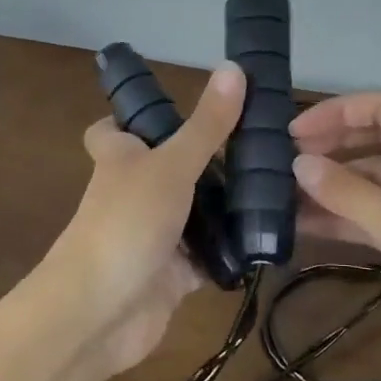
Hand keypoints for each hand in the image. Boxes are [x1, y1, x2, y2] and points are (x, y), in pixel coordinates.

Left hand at [47, 61, 245, 374]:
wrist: (99, 315)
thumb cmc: (127, 223)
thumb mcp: (170, 165)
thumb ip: (207, 124)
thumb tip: (234, 66)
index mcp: (121, 157)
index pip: (114, 129)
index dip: (134, 117)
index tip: (176, 106)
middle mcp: (135, 191)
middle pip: (167, 167)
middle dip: (207, 159)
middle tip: (261, 143)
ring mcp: (154, 233)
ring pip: (194, 211)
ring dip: (226, 204)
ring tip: (281, 183)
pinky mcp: (173, 273)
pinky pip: (208, 254)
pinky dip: (231, 248)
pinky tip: (269, 234)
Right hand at [292, 92, 380, 380]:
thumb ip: (346, 191)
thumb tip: (298, 163)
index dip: (336, 113)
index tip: (292, 133)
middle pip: (378, 141)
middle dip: (332, 149)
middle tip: (282, 164)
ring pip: (376, 182)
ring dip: (335, 187)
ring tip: (283, 197)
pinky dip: (349, 218)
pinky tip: (308, 227)